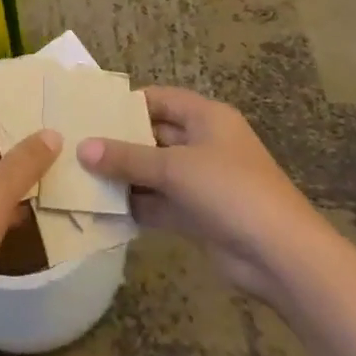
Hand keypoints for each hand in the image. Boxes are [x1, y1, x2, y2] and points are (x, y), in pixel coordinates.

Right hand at [79, 86, 325, 299]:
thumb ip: (126, 158)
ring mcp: (202, 181)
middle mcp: (204, 143)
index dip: (126, 104)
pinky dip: (136, 205)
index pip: (159, 99)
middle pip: (154, 135)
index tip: (89, 112)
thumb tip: (81, 148)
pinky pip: (160, 202)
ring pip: (154, 171)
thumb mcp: (174, 168)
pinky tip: (102, 209)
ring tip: (79, 176)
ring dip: (124, 176)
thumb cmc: (229, 191)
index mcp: (206, 117)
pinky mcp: (199, 214)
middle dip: (119, 142)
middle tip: (76, 145)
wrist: (280, 255)